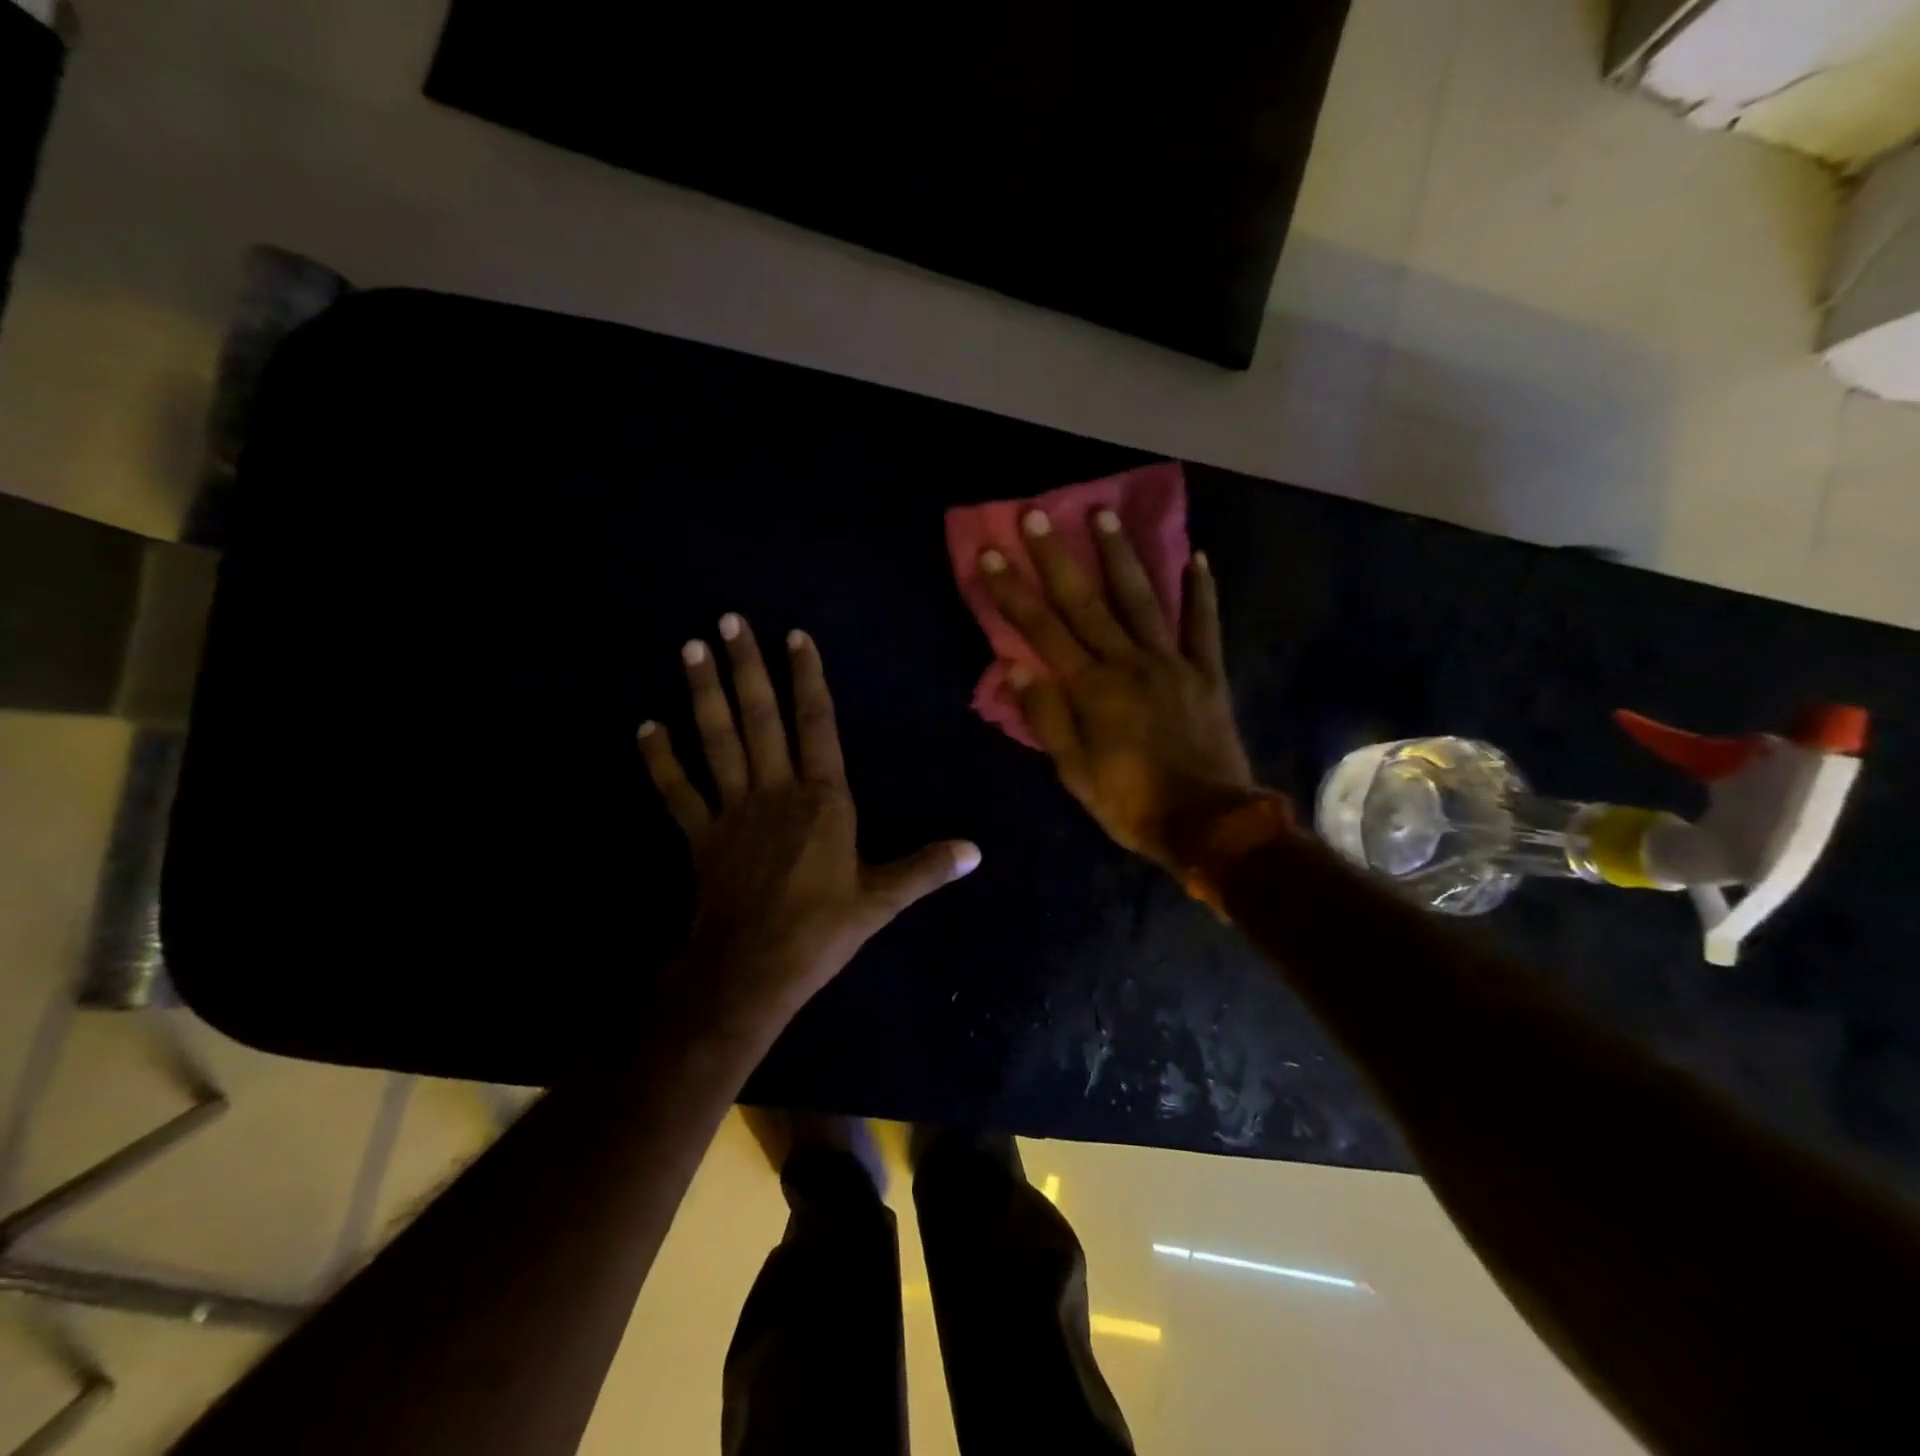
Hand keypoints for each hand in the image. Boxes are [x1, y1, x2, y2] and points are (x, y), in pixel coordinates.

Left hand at [638, 614, 979, 1036]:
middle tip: (729, 621)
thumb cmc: (821, 930)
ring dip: (704, 693)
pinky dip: (661, 759)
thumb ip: (926, 868)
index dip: (807, 679)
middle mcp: (776, 790)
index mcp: (823, 799)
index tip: (795, 636)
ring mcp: (733, 810)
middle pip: (759, 718)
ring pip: (717, 740)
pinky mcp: (701, 835)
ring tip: (691, 648)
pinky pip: (677, 790)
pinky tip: (646, 727)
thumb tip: (976, 851)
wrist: (752, 970)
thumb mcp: (882, 899)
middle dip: (746, 667)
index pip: (816, 725)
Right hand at [978, 508, 1255, 871]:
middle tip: (1036, 513)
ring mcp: (1172, 662)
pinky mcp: (1206, 672)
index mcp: (1093, 690)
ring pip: (1142, 598)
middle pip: (1085, 602)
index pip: (1042, 631)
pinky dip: (1200, 590)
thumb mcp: (1076, 774)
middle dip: (1056, 556)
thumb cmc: (1133, 804)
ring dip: (1120, 555)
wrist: (1210, 823)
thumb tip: (1016, 668)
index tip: (991, 555)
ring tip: (1102, 514)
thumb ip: (1048, 719)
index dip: (1013, 592)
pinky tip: (1196, 556)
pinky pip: (1203, 624)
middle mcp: (1129, 663)